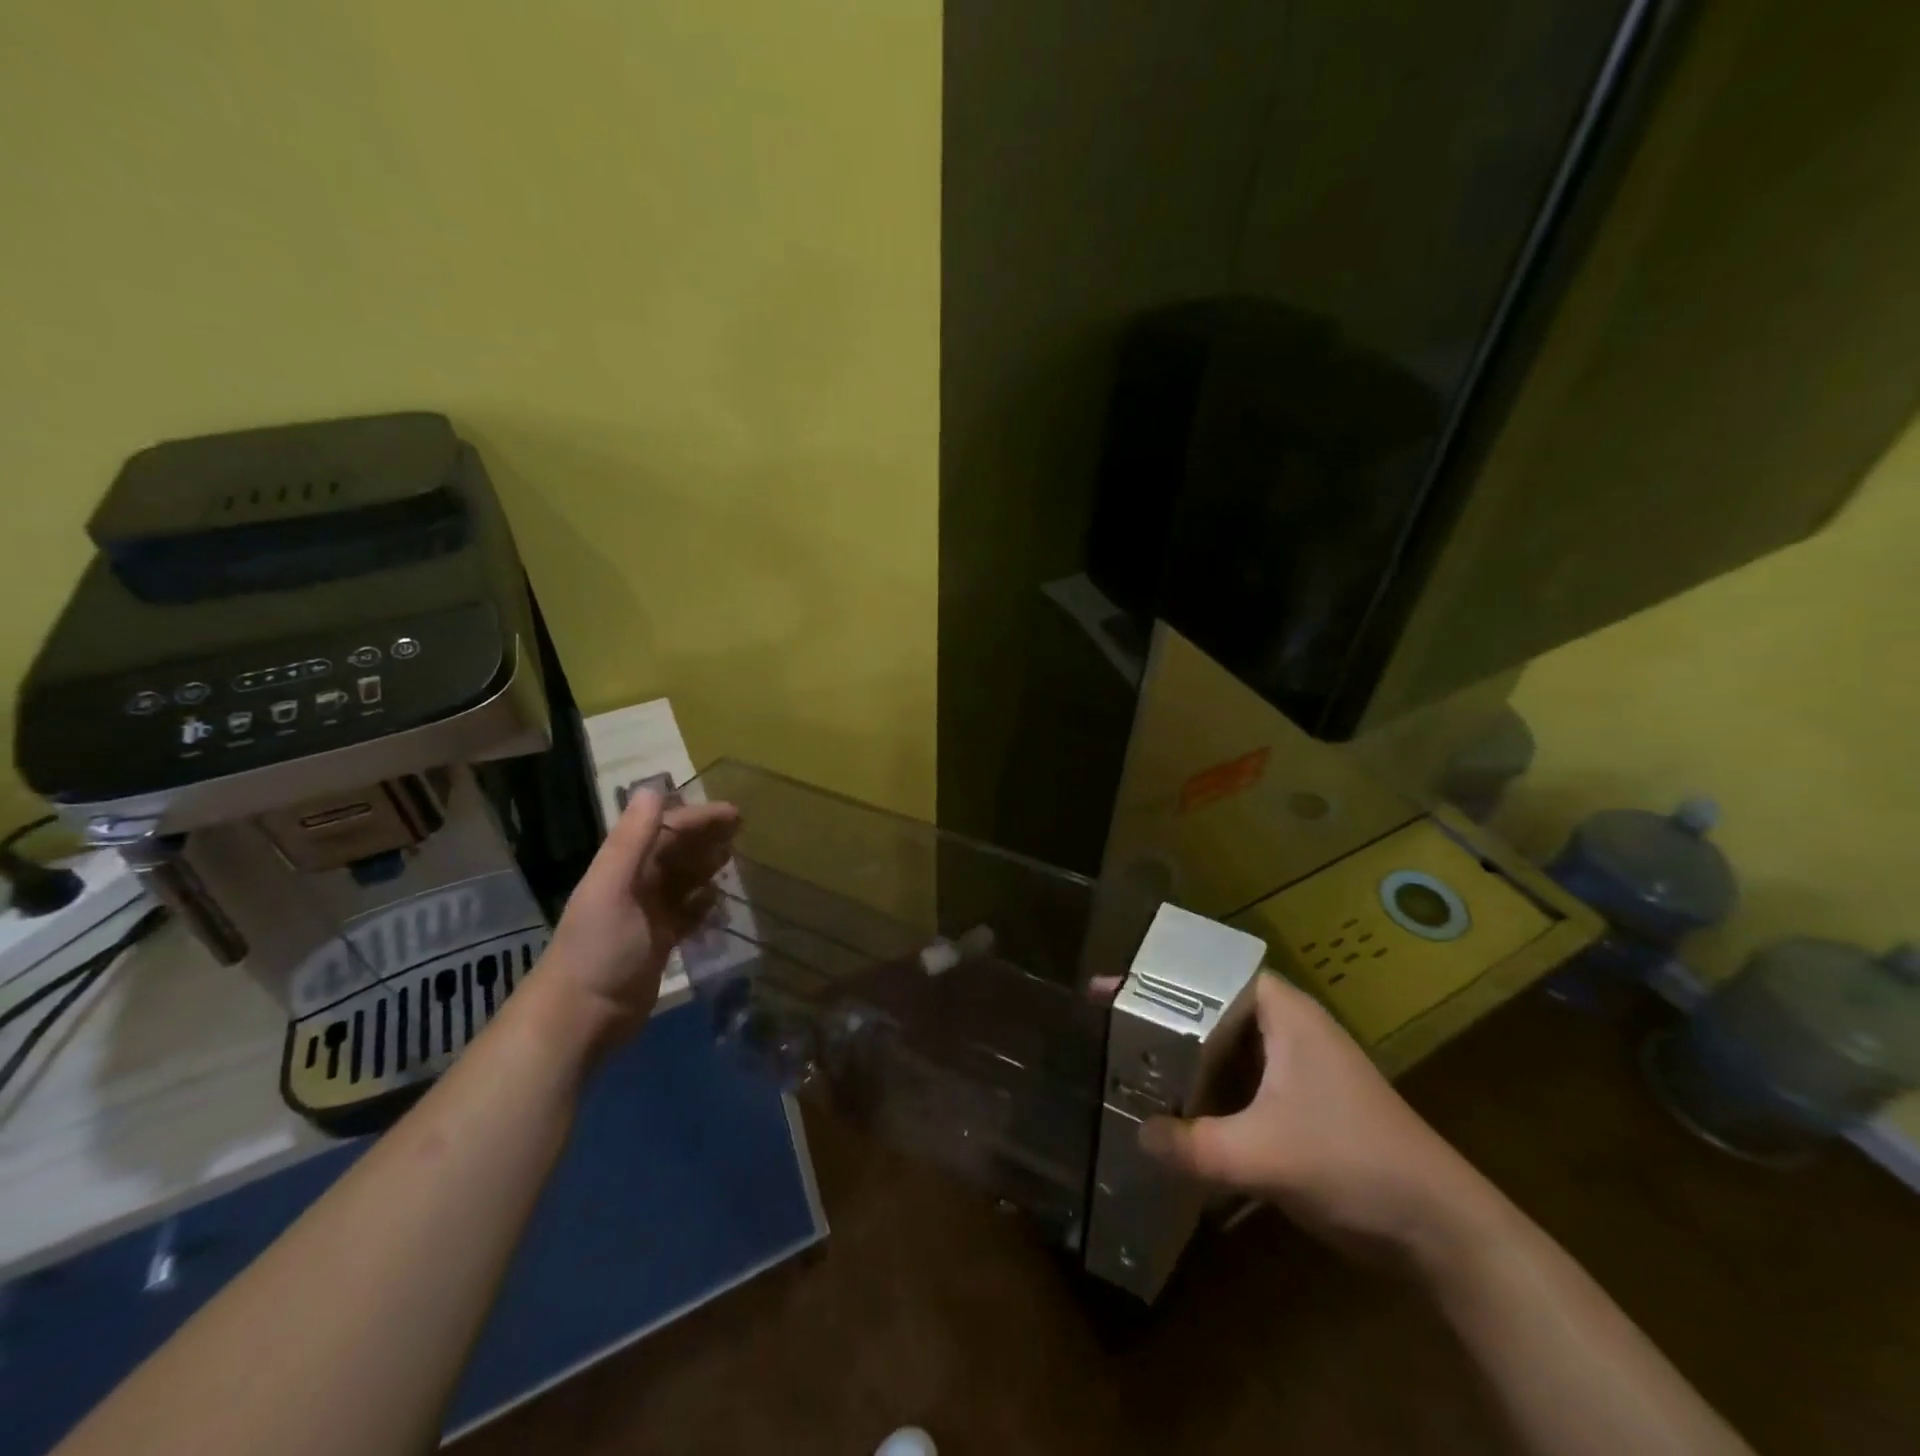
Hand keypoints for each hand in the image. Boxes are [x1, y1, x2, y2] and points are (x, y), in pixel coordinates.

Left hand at [535, 789, 740, 1051]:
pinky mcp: (660, 943)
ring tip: (735, 858)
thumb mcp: (613, 887)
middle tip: (743, 830)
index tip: (734, 814)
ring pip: (684, 881)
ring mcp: (648, 916)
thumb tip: (652, 788)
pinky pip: (688, 914)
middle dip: (706, 838)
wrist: (582, 1015)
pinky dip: (704, 904)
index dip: (698, 819)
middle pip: (676, 852)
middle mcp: (636, 886)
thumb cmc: (599, 947)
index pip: (664, 830)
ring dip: (707, 867)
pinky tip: (721, 901)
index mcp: (623, 868)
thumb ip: (632, 840)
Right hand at [1139, 972, 1492, 1261]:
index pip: (1208, 973)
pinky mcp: (1297, 1107)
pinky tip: (1172, 1114)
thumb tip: (1136, 1136)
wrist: (1440, 1230)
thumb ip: (1194, 1145)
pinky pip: (1237, 1086)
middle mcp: (1287, 1029)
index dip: (1158, 976)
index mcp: (1283, 1013)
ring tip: (1127, 1067)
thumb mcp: (1265, 1154)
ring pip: (1223, 1051)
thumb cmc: (1354, 1161)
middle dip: (1162, 1019)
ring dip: (1182, 1061)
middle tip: (1108, 1027)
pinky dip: (1205, 1094)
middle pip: (1209, 1010)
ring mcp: (1294, 1069)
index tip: (1112, 988)